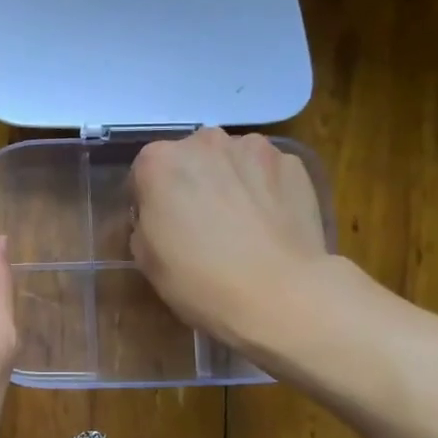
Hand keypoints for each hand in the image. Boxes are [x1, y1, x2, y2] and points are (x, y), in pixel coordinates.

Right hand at [128, 128, 334, 342]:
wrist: (279, 295)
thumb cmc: (199, 279)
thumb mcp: (147, 259)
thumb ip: (146, 222)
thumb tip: (162, 216)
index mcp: (159, 161)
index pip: (144, 172)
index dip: (150, 201)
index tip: (161, 227)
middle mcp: (204, 142)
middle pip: (190, 158)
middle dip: (192, 183)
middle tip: (201, 224)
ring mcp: (253, 148)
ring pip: (231, 161)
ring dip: (229, 181)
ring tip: (241, 224)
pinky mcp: (293, 164)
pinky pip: (267, 172)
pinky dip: (265, 190)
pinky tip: (270, 224)